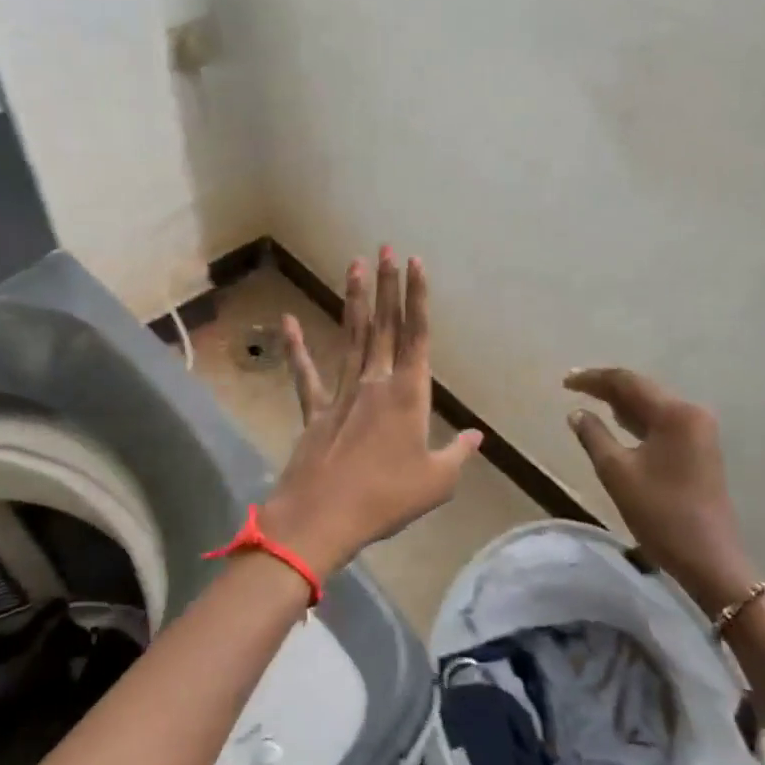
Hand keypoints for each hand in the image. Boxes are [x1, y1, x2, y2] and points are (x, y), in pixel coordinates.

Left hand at [263, 248, 482, 577]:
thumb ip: (457, 454)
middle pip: (384, 326)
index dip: (417, 298)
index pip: (417, 336)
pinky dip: (297, 347)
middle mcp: (375, 383)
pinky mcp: (315, 411)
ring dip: (355, 301)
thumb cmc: (387, 498)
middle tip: (385, 248)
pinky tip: (288, 321)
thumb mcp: (436, 482)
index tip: (415, 263)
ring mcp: (341, 394)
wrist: (323, 516)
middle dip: (387, 285)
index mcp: (408, 396)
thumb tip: (476, 437)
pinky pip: (306, 374)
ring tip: (354, 265)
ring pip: (352, 338)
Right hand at [565, 368, 758, 616]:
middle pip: (643, 389)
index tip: (564, 381)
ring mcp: (699, 431)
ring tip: (589, 400)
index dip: (593, 379)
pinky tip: (617, 422)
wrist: (709, 557)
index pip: (627, 382)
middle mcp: (692, 413)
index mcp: (674, 413)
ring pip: (653, 406)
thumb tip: (577, 412)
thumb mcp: (617, 473)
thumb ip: (594, 436)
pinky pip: (662, 422)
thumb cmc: (660, 513)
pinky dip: (637, 419)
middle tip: (573, 387)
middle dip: (607, 387)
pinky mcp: (700, 448)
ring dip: (621, 403)